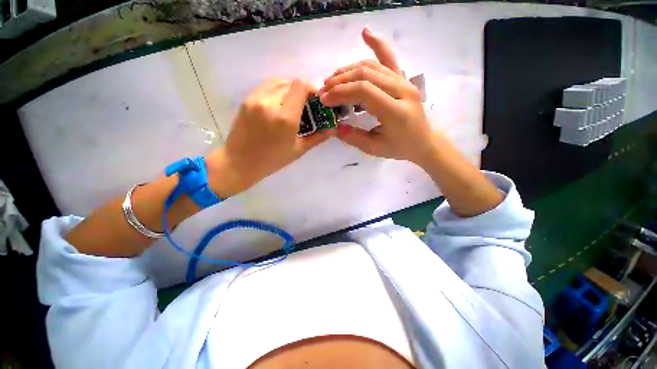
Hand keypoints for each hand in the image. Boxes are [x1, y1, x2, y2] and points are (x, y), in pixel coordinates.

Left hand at [206, 79, 332, 197]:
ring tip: (290, 106)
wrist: (240, 162)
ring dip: (288, 90)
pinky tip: (277, 107)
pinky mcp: (246, 100)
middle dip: (301, 92)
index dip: (311, 89)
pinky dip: (276, 92)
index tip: (315, 101)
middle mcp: (269, 102)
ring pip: (277, 82)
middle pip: (290, 82)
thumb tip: (332, 129)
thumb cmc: (272, 160)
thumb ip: (318, 137)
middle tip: (304, 107)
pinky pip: (265, 88)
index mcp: (285, 117)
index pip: (300, 85)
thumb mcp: (299, 150)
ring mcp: (255, 99)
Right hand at [318, 27, 436, 166]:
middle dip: (340, 81)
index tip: (325, 100)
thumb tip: (334, 127)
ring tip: (332, 80)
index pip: (364, 91)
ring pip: (372, 66)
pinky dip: (377, 45)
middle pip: (365, 74)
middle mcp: (402, 90)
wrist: (423, 141)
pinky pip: (388, 58)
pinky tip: (365, 33)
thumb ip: (354, 138)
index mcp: (396, 111)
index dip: (341, 92)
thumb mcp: (375, 149)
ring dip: (348, 70)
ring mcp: (404, 81)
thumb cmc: (399, 147)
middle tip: (323, 91)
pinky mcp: (403, 78)